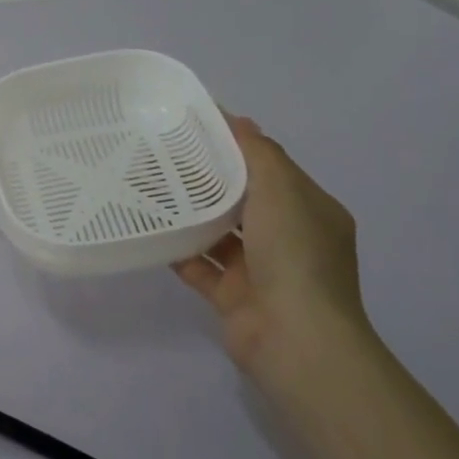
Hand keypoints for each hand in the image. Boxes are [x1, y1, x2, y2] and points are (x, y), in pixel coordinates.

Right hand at [172, 117, 370, 372]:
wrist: (295, 339)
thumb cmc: (295, 255)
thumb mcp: (283, 190)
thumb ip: (258, 152)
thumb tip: (237, 119)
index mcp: (310, 210)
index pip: (271, 168)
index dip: (236, 146)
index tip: (194, 127)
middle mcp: (288, 238)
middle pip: (242, 199)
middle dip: (207, 179)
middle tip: (162, 154)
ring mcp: (260, 269)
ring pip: (218, 232)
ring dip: (190, 214)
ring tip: (149, 187)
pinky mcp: (231, 295)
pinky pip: (199, 265)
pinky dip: (178, 249)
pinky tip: (149, 229)